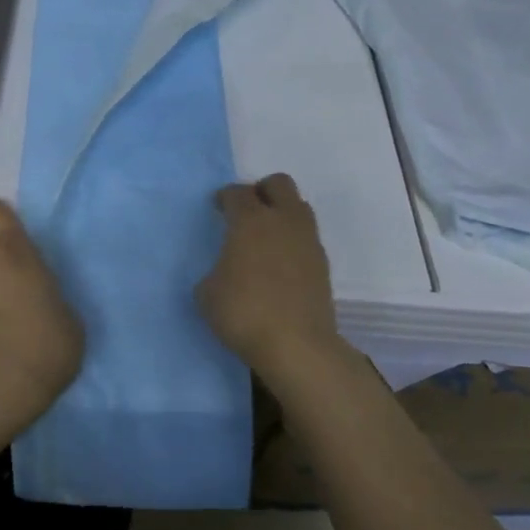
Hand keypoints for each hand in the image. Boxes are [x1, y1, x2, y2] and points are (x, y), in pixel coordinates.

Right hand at [198, 174, 342, 381]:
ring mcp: (308, 241)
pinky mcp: (323, 264)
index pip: (237, 193)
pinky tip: (279, 264)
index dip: (224, 197)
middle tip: (246, 212)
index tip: (217, 208)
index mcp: (250, 221)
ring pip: (298, 207)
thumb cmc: (243, 313)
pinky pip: (306, 237)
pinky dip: (292, 241)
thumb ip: (215, 270)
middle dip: (261, 191)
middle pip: (278, 183)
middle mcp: (283, 221)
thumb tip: (226, 271)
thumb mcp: (206, 293)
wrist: (296, 346)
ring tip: (265, 238)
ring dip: (281, 213)